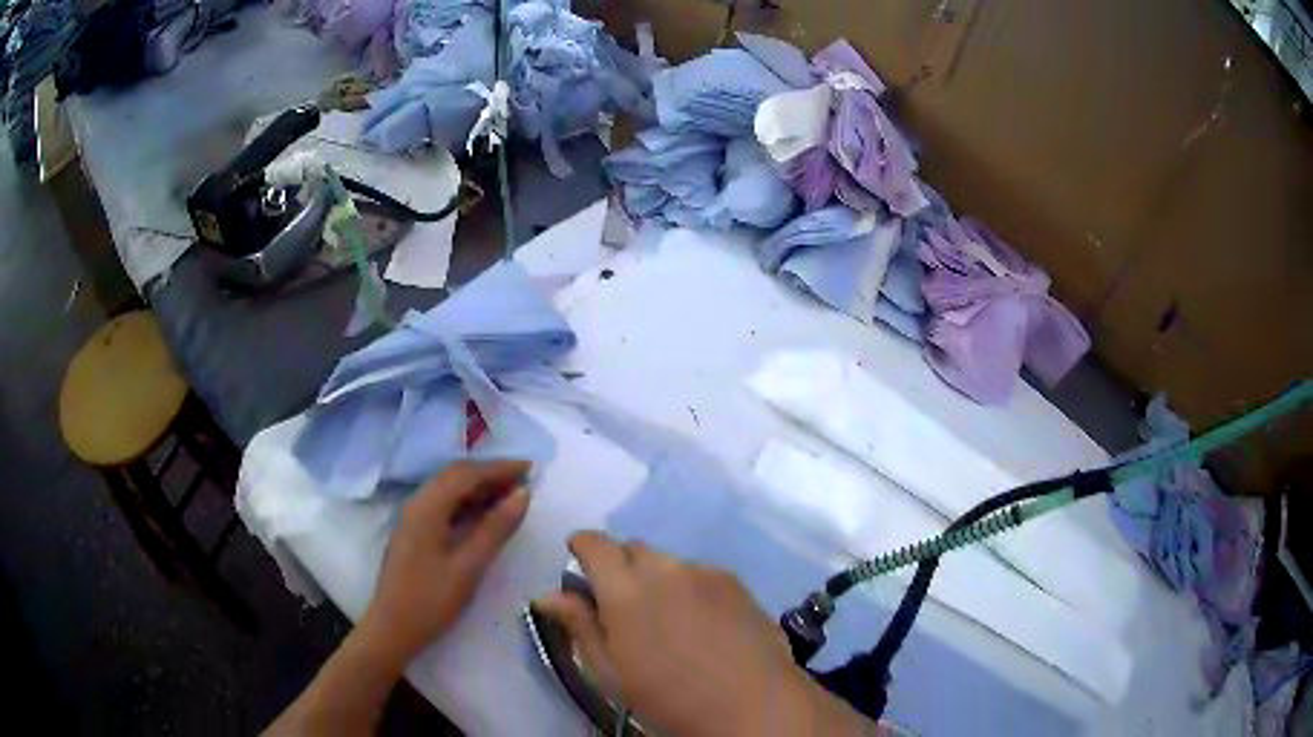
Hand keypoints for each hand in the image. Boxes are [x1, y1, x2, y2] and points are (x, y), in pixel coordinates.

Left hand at [360, 459, 530, 664]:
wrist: (393, 629)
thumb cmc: (432, 599)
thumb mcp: (470, 566)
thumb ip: (496, 528)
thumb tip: (523, 494)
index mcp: (427, 506)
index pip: (466, 473)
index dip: (500, 467)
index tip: (531, 468)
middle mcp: (417, 503)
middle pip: (455, 476)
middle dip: (490, 474)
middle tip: (524, 482)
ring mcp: (413, 518)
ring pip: (449, 490)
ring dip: (479, 488)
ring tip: (511, 497)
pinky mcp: (414, 533)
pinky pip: (443, 506)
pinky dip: (467, 504)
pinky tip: (485, 517)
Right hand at [534, 532, 875, 736]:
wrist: (751, 704)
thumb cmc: (668, 699)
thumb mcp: (610, 672)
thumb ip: (579, 626)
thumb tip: (549, 595)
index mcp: (625, 590)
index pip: (594, 544)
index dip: (582, 547)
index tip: (578, 563)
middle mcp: (665, 569)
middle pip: (632, 549)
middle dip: (619, 566)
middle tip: (623, 606)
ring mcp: (705, 572)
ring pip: (668, 562)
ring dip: (656, 578)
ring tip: (667, 619)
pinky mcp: (735, 582)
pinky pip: (700, 573)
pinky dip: (689, 586)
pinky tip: (700, 622)